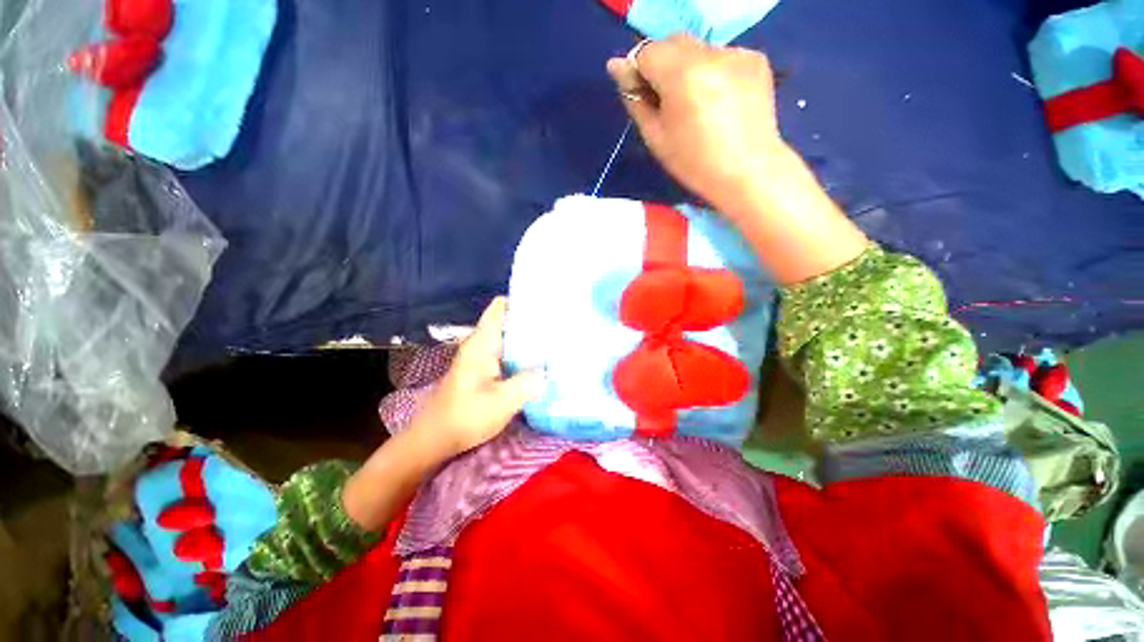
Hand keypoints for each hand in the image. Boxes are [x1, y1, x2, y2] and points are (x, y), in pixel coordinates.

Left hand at [409, 297, 545, 457]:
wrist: (435, 439)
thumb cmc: (466, 416)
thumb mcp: (502, 401)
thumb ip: (528, 382)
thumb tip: (549, 369)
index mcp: (482, 343)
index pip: (500, 307)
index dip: (521, 301)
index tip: (546, 306)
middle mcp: (481, 344)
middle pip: (508, 321)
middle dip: (532, 322)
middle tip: (559, 327)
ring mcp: (481, 357)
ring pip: (508, 338)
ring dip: (528, 340)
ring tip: (555, 342)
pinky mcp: (483, 370)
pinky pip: (506, 353)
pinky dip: (522, 355)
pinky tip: (539, 364)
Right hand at [606, 34, 785, 213]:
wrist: (748, 171)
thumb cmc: (694, 163)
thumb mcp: (656, 138)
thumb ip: (636, 99)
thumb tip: (616, 67)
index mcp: (682, 75)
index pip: (648, 52)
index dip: (639, 72)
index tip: (643, 96)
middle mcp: (711, 54)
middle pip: (673, 43)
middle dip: (663, 65)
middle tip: (668, 101)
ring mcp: (737, 53)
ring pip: (698, 49)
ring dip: (688, 68)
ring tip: (697, 103)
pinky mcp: (756, 59)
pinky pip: (722, 56)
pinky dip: (712, 71)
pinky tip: (719, 99)